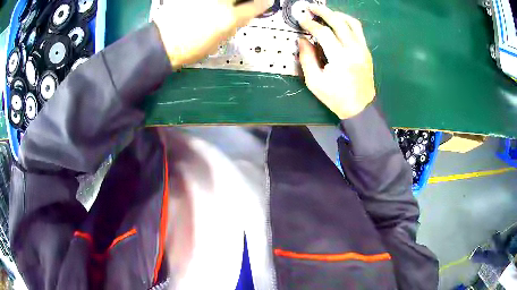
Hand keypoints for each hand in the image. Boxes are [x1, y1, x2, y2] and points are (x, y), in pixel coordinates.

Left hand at [153, 0, 270, 68]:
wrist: (162, 44)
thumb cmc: (190, 48)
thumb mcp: (219, 40)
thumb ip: (235, 23)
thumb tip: (244, 14)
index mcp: (229, 18)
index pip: (257, 4)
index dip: (263, 3)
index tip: (263, 3)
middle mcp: (220, 2)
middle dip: (245, 2)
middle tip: (241, 6)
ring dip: (226, 3)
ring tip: (220, 9)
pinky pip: (209, 1)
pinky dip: (210, 4)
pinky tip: (206, 8)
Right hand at [297, 5, 374, 118]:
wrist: (360, 108)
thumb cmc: (336, 98)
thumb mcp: (315, 82)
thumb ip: (306, 58)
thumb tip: (302, 39)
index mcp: (341, 58)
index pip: (324, 32)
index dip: (310, 24)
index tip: (301, 20)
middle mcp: (354, 50)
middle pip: (339, 22)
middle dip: (324, 12)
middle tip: (311, 7)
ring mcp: (363, 49)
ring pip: (352, 23)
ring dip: (338, 15)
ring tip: (326, 14)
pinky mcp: (367, 51)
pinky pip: (358, 30)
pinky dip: (347, 23)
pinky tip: (338, 24)